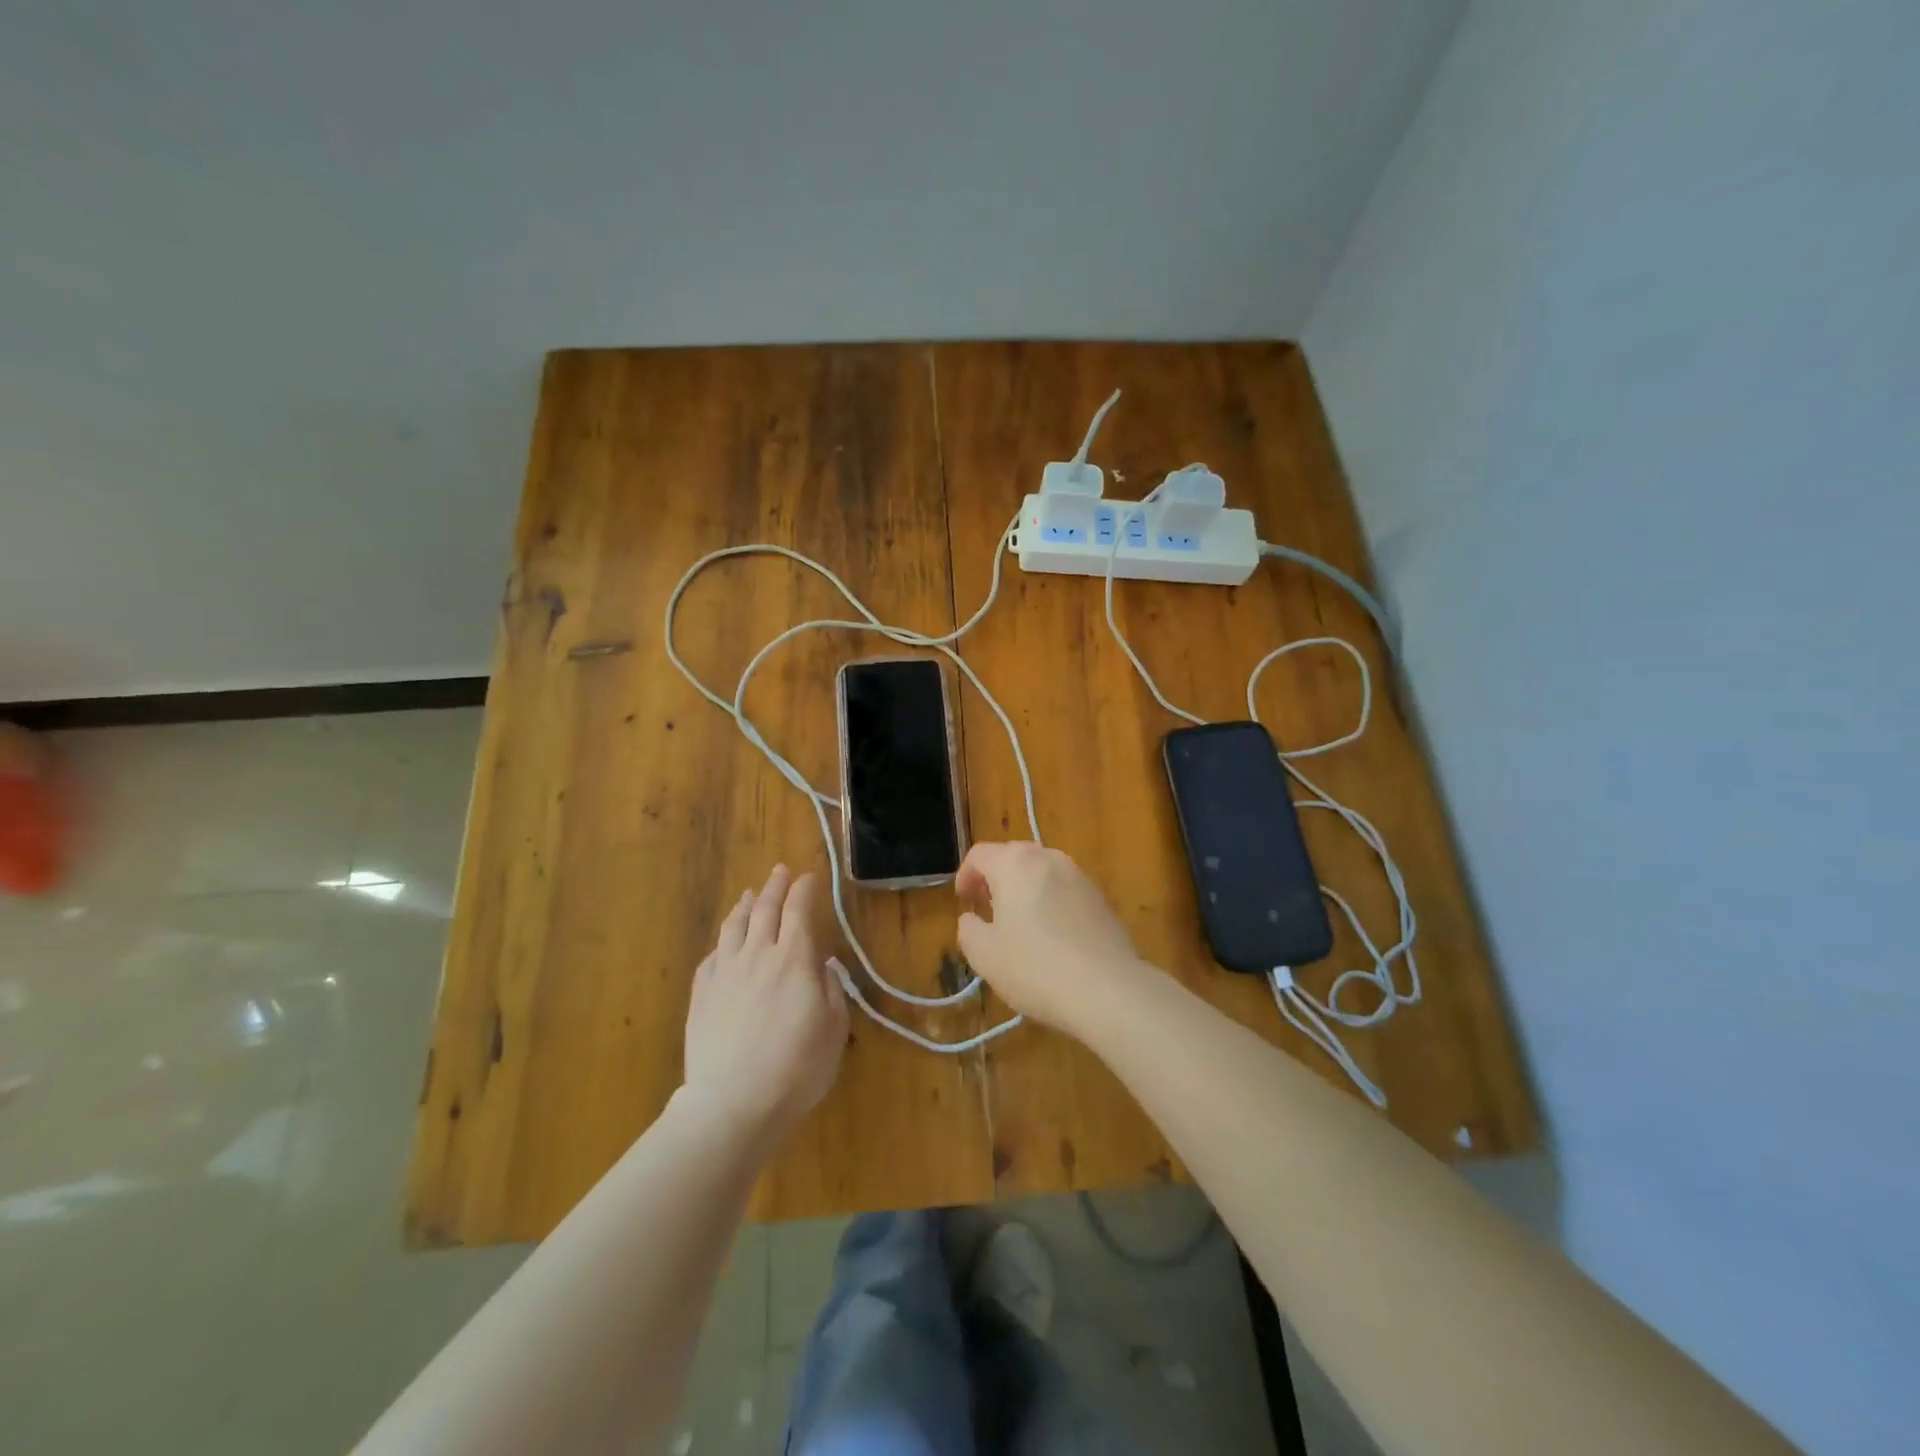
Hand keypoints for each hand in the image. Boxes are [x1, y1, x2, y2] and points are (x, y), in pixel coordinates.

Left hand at [682, 865, 847, 1144]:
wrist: (732, 1103)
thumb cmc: (796, 1069)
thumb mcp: (833, 1030)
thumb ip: (831, 991)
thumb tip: (822, 967)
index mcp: (794, 959)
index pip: (798, 910)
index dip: (804, 889)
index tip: (809, 877)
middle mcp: (757, 955)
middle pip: (764, 908)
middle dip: (775, 886)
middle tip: (780, 871)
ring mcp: (724, 973)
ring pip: (733, 925)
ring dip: (745, 905)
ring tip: (750, 894)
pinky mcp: (701, 994)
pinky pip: (713, 955)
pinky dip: (723, 940)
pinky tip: (726, 941)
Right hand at [954, 842, 1151, 1038]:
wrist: (1107, 989)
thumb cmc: (1036, 968)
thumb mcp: (985, 956)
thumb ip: (969, 930)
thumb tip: (972, 919)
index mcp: (1014, 864)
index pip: (980, 854)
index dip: (965, 875)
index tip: (964, 902)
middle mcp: (1048, 858)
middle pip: (1012, 855)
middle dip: (995, 877)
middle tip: (986, 907)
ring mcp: (1078, 875)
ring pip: (1041, 870)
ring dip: (1024, 886)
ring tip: (1019, 921)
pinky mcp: (1100, 897)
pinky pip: (1064, 887)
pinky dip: (1049, 899)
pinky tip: (1051, 933)